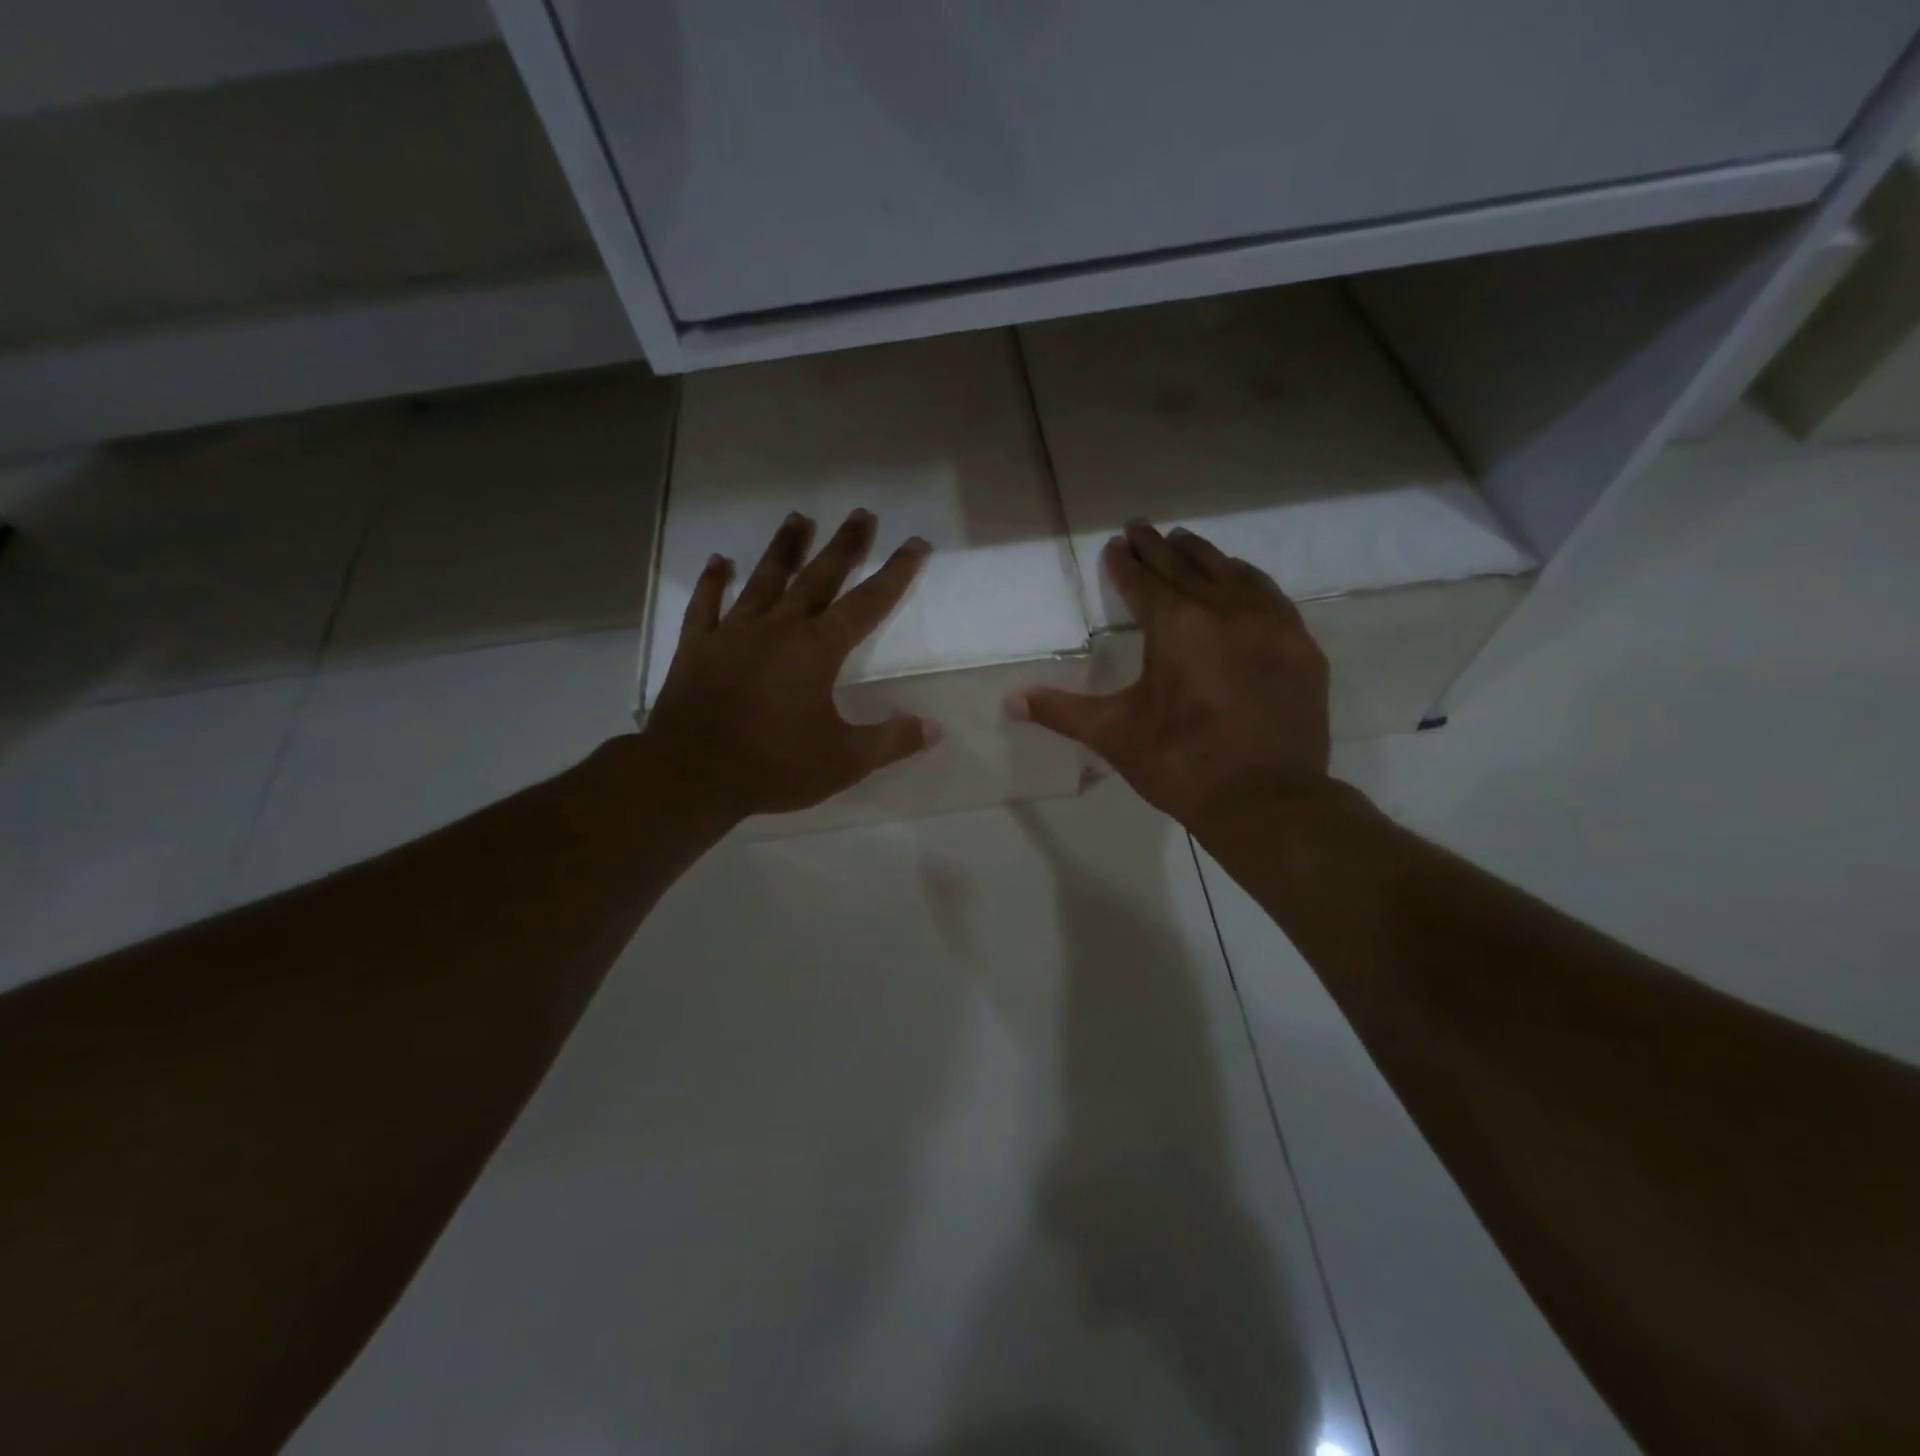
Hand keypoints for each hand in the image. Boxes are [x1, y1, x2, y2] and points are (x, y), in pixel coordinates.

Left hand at [643, 510, 936, 818]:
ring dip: (784, 549)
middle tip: (861, 513)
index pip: (867, 603)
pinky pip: (706, 605)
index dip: (895, 574)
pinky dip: (713, 582)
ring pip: (765, 580)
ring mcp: (734, 633)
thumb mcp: (844, 761)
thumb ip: (891, 741)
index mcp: (817, 650)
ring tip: (798, 517)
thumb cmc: (774, 765)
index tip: (914, 544)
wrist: (691, 775)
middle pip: (818, 577)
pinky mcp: (698, 647)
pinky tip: (720, 561)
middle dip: (844, 546)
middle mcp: (778, 628)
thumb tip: (934, 728)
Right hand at [1008, 520, 1331, 829]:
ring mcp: (1271, 624)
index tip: (1115, 545)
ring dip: (1203, 556)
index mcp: (1177, 625)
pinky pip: (1270, 596)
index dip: (1125, 562)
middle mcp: (1225, 610)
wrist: (1266, 801)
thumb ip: (1061, 710)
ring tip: (1184, 542)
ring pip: (1232, 573)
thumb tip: (1009, 701)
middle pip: (1186, 565)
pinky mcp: (1300, 646)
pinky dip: (1247, 581)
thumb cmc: (1180, 763)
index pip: (1143, 580)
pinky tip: (1241, 582)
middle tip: (1141, 528)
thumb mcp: (1113, 734)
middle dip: (1159, 546)